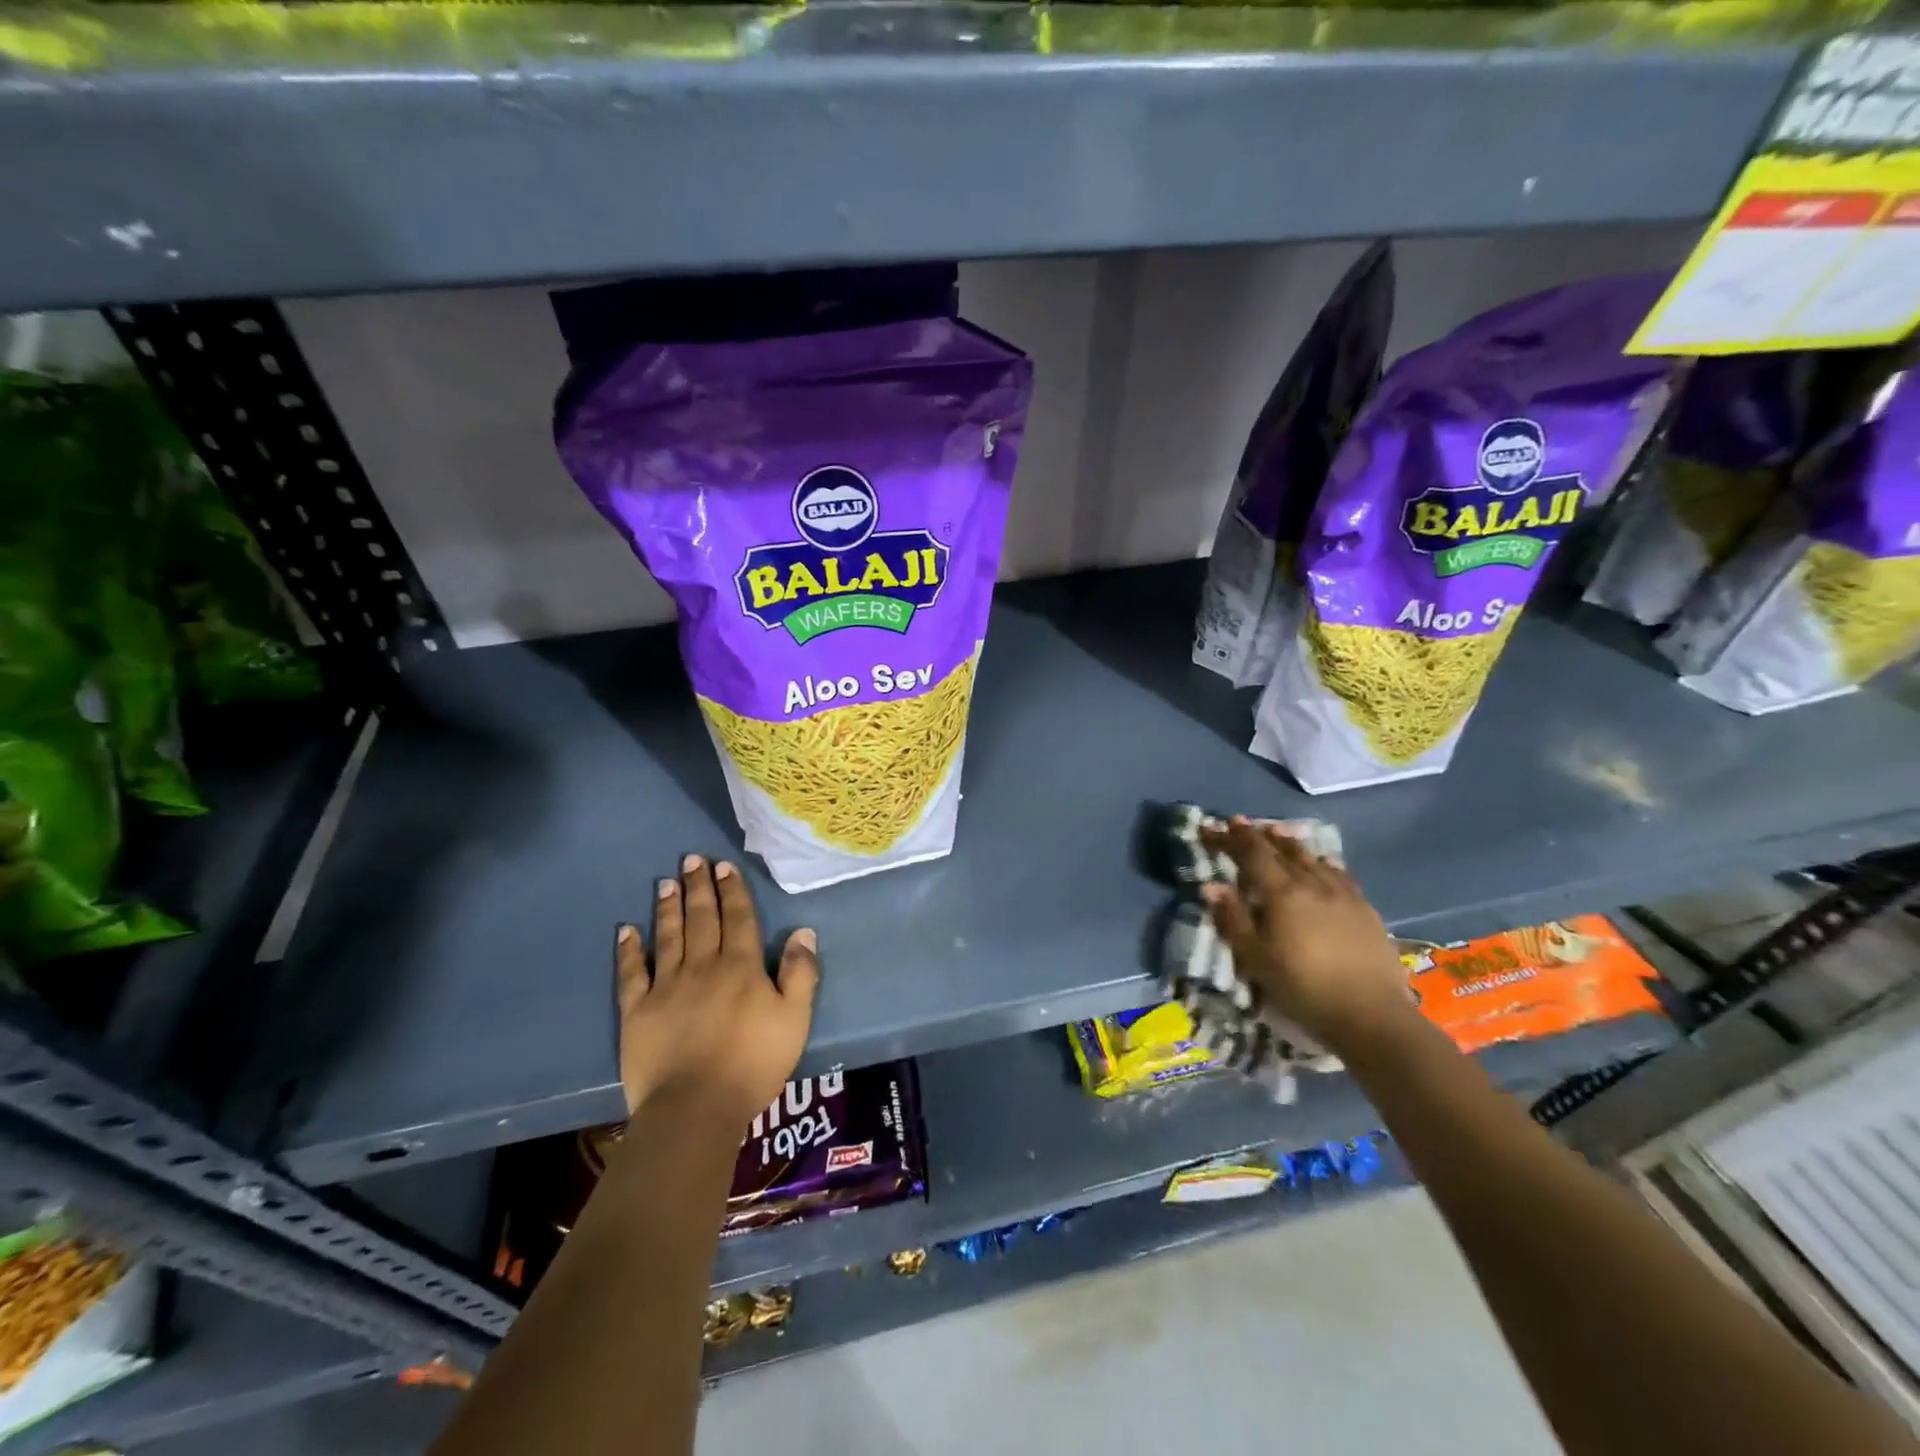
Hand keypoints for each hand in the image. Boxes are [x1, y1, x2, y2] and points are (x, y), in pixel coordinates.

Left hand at [616, 853, 819, 1130]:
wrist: (695, 1107)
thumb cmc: (754, 1063)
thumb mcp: (795, 1019)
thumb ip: (801, 973)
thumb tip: (803, 931)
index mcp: (742, 968)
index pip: (739, 919)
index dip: (732, 891)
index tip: (723, 867)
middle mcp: (703, 967)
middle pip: (702, 919)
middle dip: (699, 888)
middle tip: (691, 859)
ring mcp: (666, 987)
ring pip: (668, 937)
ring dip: (668, 908)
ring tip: (666, 882)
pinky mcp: (637, 1012)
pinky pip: (632, 974)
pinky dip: (629, 951)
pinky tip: (626, 931)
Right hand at [1200, 819, 1413, 1054]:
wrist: (1371, 1015)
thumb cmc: (1303, 989)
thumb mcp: (1256, 959)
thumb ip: (1232, 919)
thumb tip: (1210, 885)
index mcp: (1282, 893)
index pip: (1250, 854)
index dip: (1229, 838)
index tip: (1211, 827)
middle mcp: (1312, 883)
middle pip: (1281, 850)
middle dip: (1257, 835)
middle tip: (1240, 824)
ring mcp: (1343, 894)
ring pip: (1312, 857)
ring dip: (1289, 843)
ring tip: (1277, 832)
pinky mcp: (1366, 909)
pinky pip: (1339, 874)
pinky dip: (1323, 862)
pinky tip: (1324, 863)